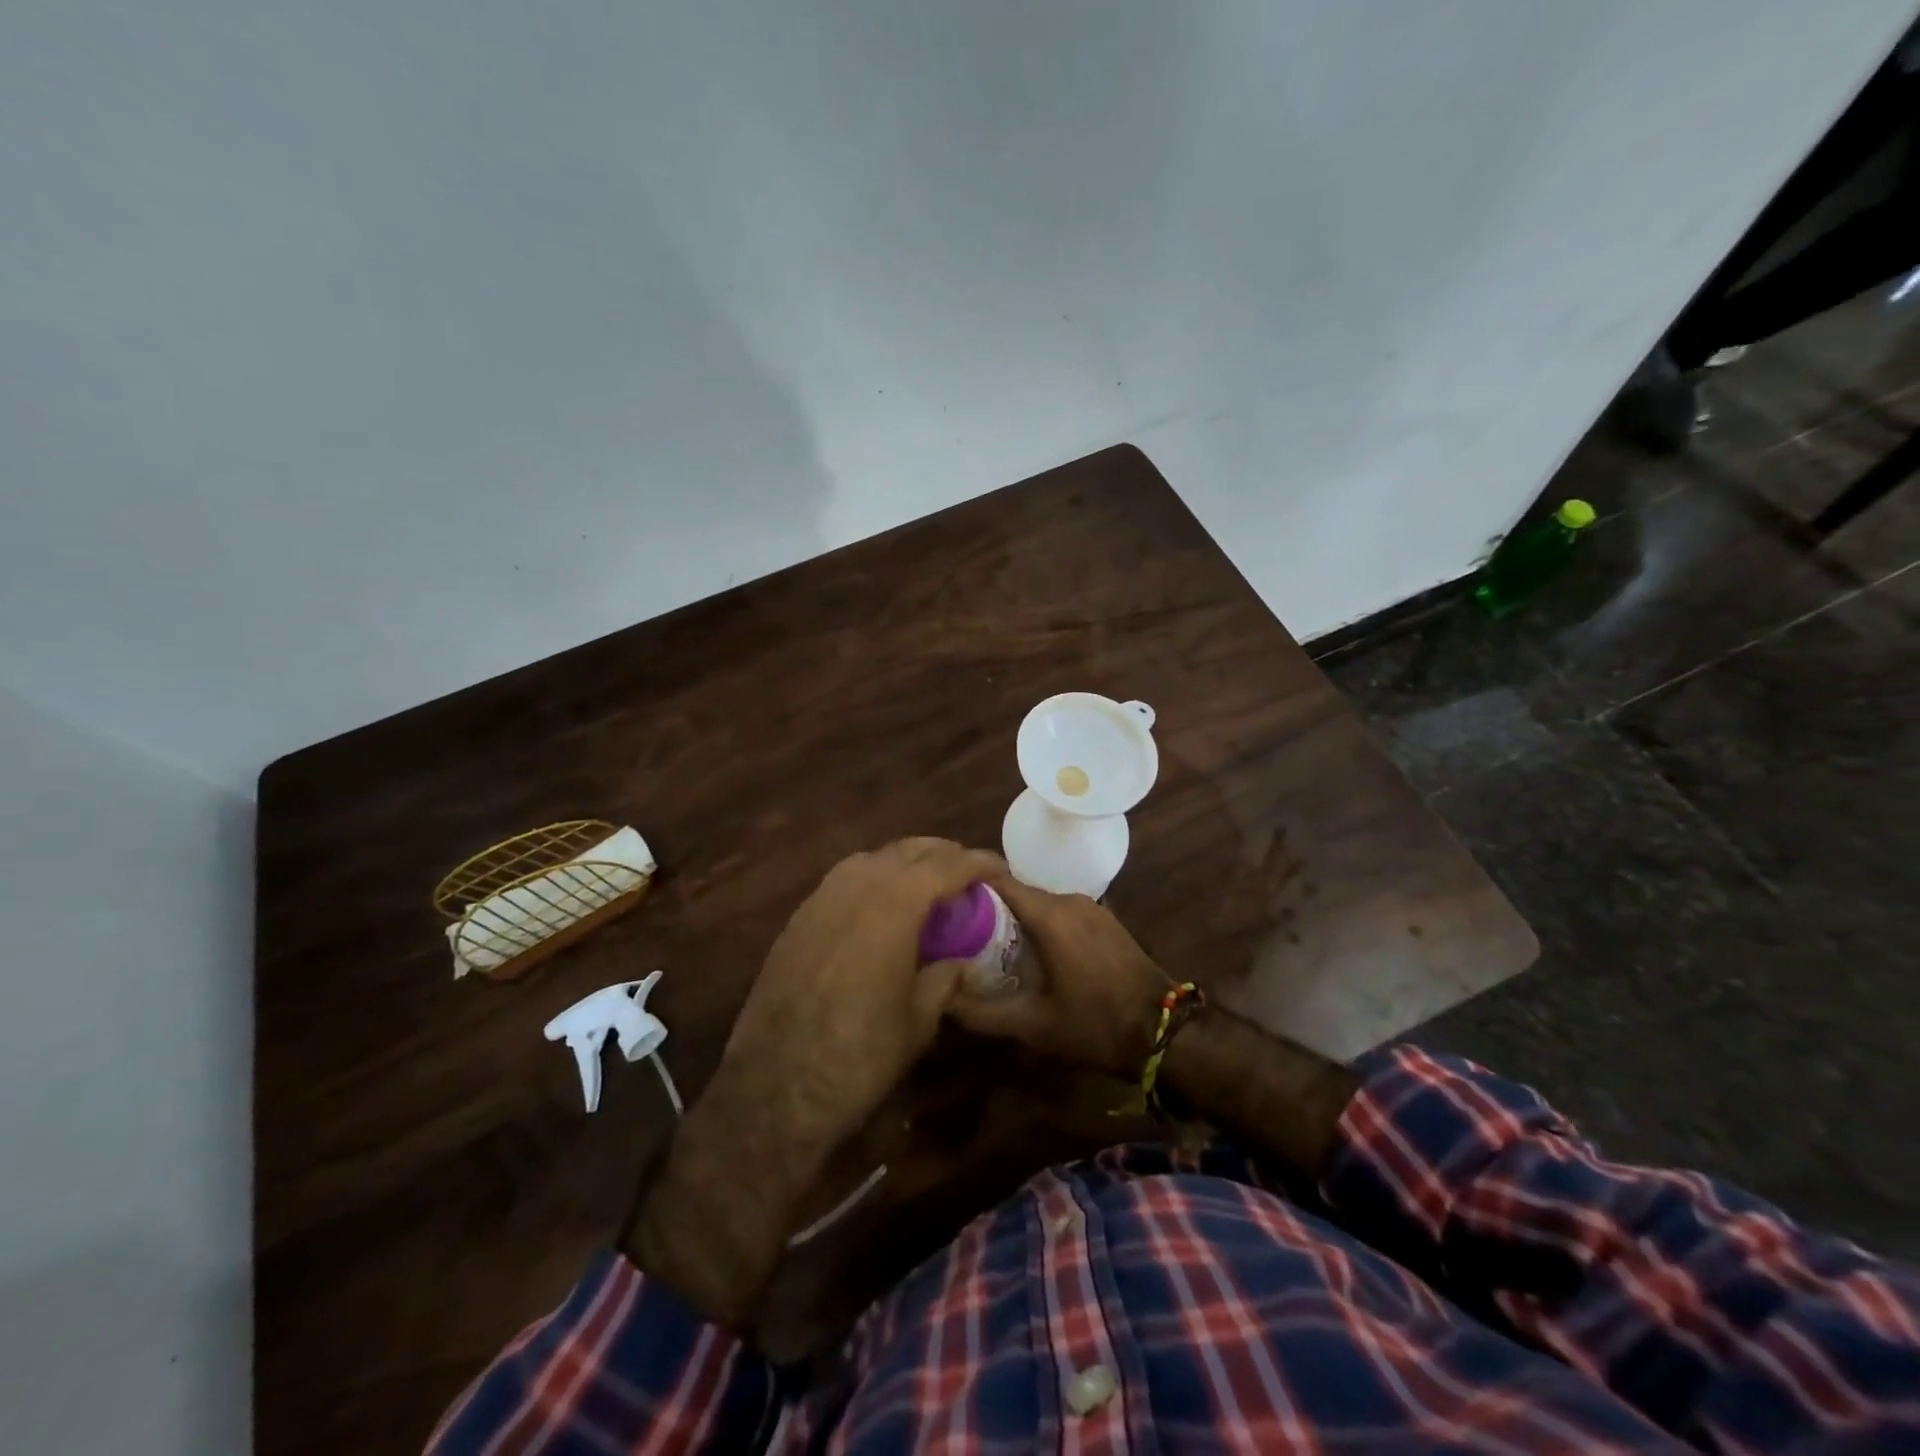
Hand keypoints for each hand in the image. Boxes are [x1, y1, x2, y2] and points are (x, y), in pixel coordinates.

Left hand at [625, 837, 1002, 1327]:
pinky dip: (872, 880)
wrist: (776, 1085)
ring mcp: (821, 897)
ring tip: (927, 885)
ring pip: (872, 858)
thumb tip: (960, 962)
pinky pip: (844, 880)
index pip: (947, 864)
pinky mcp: (798, 918)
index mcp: (895, 903)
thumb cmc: (861, 1054)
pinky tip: (881, 909)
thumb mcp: (919, 1019)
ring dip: (905, 863)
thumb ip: (945, 978)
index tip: (1000, 870)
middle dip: (943, 855)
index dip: (978, 863)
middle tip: (967, 875)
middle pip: (908, 850)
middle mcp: (857, 885)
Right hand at [947, 876, 1172, 1077]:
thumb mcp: (1032, 1026)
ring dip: (1016, 919)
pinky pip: (1062, 912)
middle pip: (1017, 892)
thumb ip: (981, 1013)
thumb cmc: (1094, 1024)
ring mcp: (1092, 907)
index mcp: (1050, 915)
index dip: (968, 888)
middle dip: (988, 908)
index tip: (943, 903)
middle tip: (959, 932)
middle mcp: (1069, 900)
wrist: (1165, 1032)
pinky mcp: (1105, 920)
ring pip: (1040, 903)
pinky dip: (1041, 925)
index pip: (997, 882)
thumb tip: (941, 1000)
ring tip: (989, 944)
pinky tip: (1031, 952)